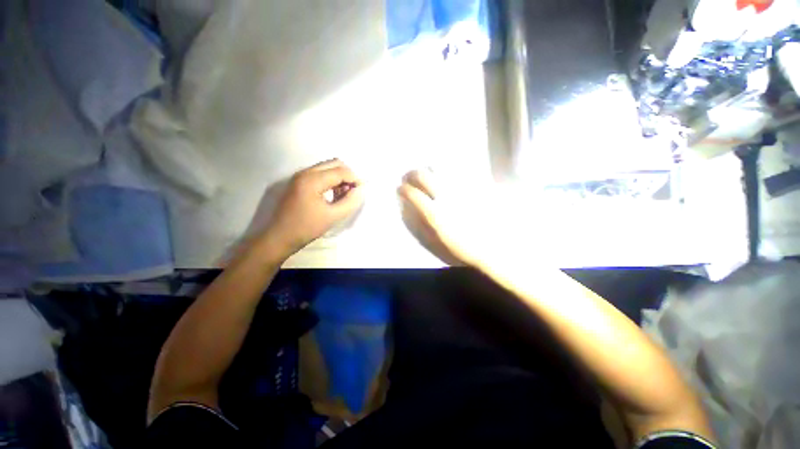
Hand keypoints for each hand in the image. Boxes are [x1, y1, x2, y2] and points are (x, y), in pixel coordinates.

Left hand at [264, 159, 363, 256]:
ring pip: (327, 168)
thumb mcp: (333, 216)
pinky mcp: (298, 182)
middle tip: (352, 192)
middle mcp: (305, 172)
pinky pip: (320, 174)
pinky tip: (333, 195)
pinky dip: (330, 181)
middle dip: (347, 175)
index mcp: (312, 180)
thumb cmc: (306, 227)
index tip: (361, 191)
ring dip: (339, 178)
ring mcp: (300, 176)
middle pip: (334, 164)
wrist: (280, 237)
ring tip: (343, 195)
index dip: (354, 179)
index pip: (340, 171)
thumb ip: (349, 202)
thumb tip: (360, 190)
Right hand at [398, 170, 496, 267]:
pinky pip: (454, 171)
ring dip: (426, 170)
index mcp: (435, 213)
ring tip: (424, 175)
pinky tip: (442, 176)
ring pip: (438, 169)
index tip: (399, 189)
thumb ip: (421, 220)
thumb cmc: (460, 246)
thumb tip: (410, 206)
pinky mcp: (471, 186)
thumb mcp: (437, 238)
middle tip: (407, 178)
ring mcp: (459, 189)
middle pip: (423, 175)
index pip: (413, 194)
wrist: (490, 246)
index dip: (403, 189)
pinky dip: (443, 171)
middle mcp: (445, 197)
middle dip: (411, 174)